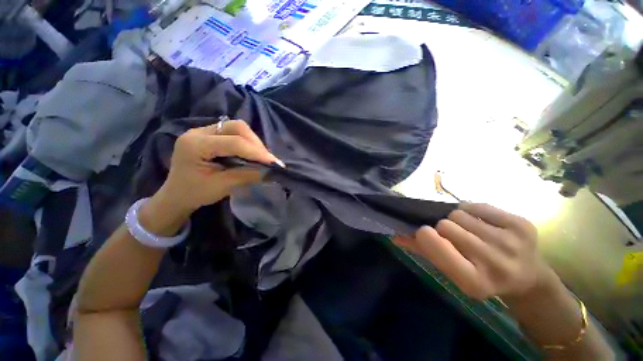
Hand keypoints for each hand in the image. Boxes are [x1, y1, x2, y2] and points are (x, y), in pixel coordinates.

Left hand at [140, 120, 282, 234]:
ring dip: (253, 142)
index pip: (233, 142)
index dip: (256, 152)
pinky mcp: (211, 135)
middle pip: (236, 127)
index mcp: (195, 145)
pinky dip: (247, 143)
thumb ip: (247, 176)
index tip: (274, 163)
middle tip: (267, 159)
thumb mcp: (222, 186)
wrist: (176, 195)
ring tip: (262, 157)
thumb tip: (271, 171)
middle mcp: (199, 132)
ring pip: (237, 127)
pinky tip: (252, 154)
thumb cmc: (195, 193)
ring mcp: (204, 131)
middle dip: (256, 143)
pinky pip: (234, 133)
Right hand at [393, 203, 549, 300]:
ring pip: (458, 213)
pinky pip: (476, 205)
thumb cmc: (481, 276)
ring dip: (457, 219)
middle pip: (446, 225)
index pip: (434, 243)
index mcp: (473, 281)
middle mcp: (494, 263)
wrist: (528, 277)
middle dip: (443, 228)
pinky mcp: (521, 224)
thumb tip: (395, 236)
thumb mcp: (451, 271)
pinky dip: (472, 211)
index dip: (425, 234)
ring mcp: (511, 242)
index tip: (426, 233)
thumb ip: (423, 251)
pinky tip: (482, 224)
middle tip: (454, 237)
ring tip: (469, 231)